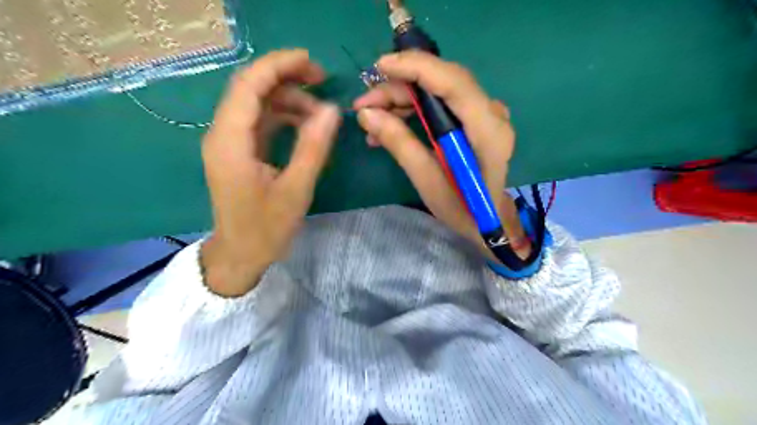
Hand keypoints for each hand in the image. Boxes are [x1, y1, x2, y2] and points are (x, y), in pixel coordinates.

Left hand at [203, 50, 341, 296]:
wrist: (239, 255)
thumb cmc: (266, 229)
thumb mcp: (296, 190)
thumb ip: (313, 147)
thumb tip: (332, 110)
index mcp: (231, 142)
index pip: (249, 85)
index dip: (279, 66)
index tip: (313, 63)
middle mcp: (223, 134)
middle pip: (251, 88)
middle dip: (286, 78)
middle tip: (323, 82)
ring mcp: (230, 142)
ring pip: (257, 104)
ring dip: (288, 100)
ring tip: (321, 113)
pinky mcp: (239, 151)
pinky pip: (260, 122)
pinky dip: (283, 117)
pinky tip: (306, 125)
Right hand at [353, 52, 527, 260]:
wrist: (487, 220)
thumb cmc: (462, 207)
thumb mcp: (427, 181)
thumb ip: (400, 144)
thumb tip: (366, 114)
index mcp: (487, 130)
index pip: (453, 81)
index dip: (416, 67)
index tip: (379, 67)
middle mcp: (491, 113)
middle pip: (443, 81)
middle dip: (400, 87)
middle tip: (364, 104)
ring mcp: (485, 114)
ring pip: (439, 90)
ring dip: (402, 98)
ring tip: (370, 117)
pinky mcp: (475, 119)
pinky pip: (441, 102)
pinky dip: (414, 109)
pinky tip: (389, 124)